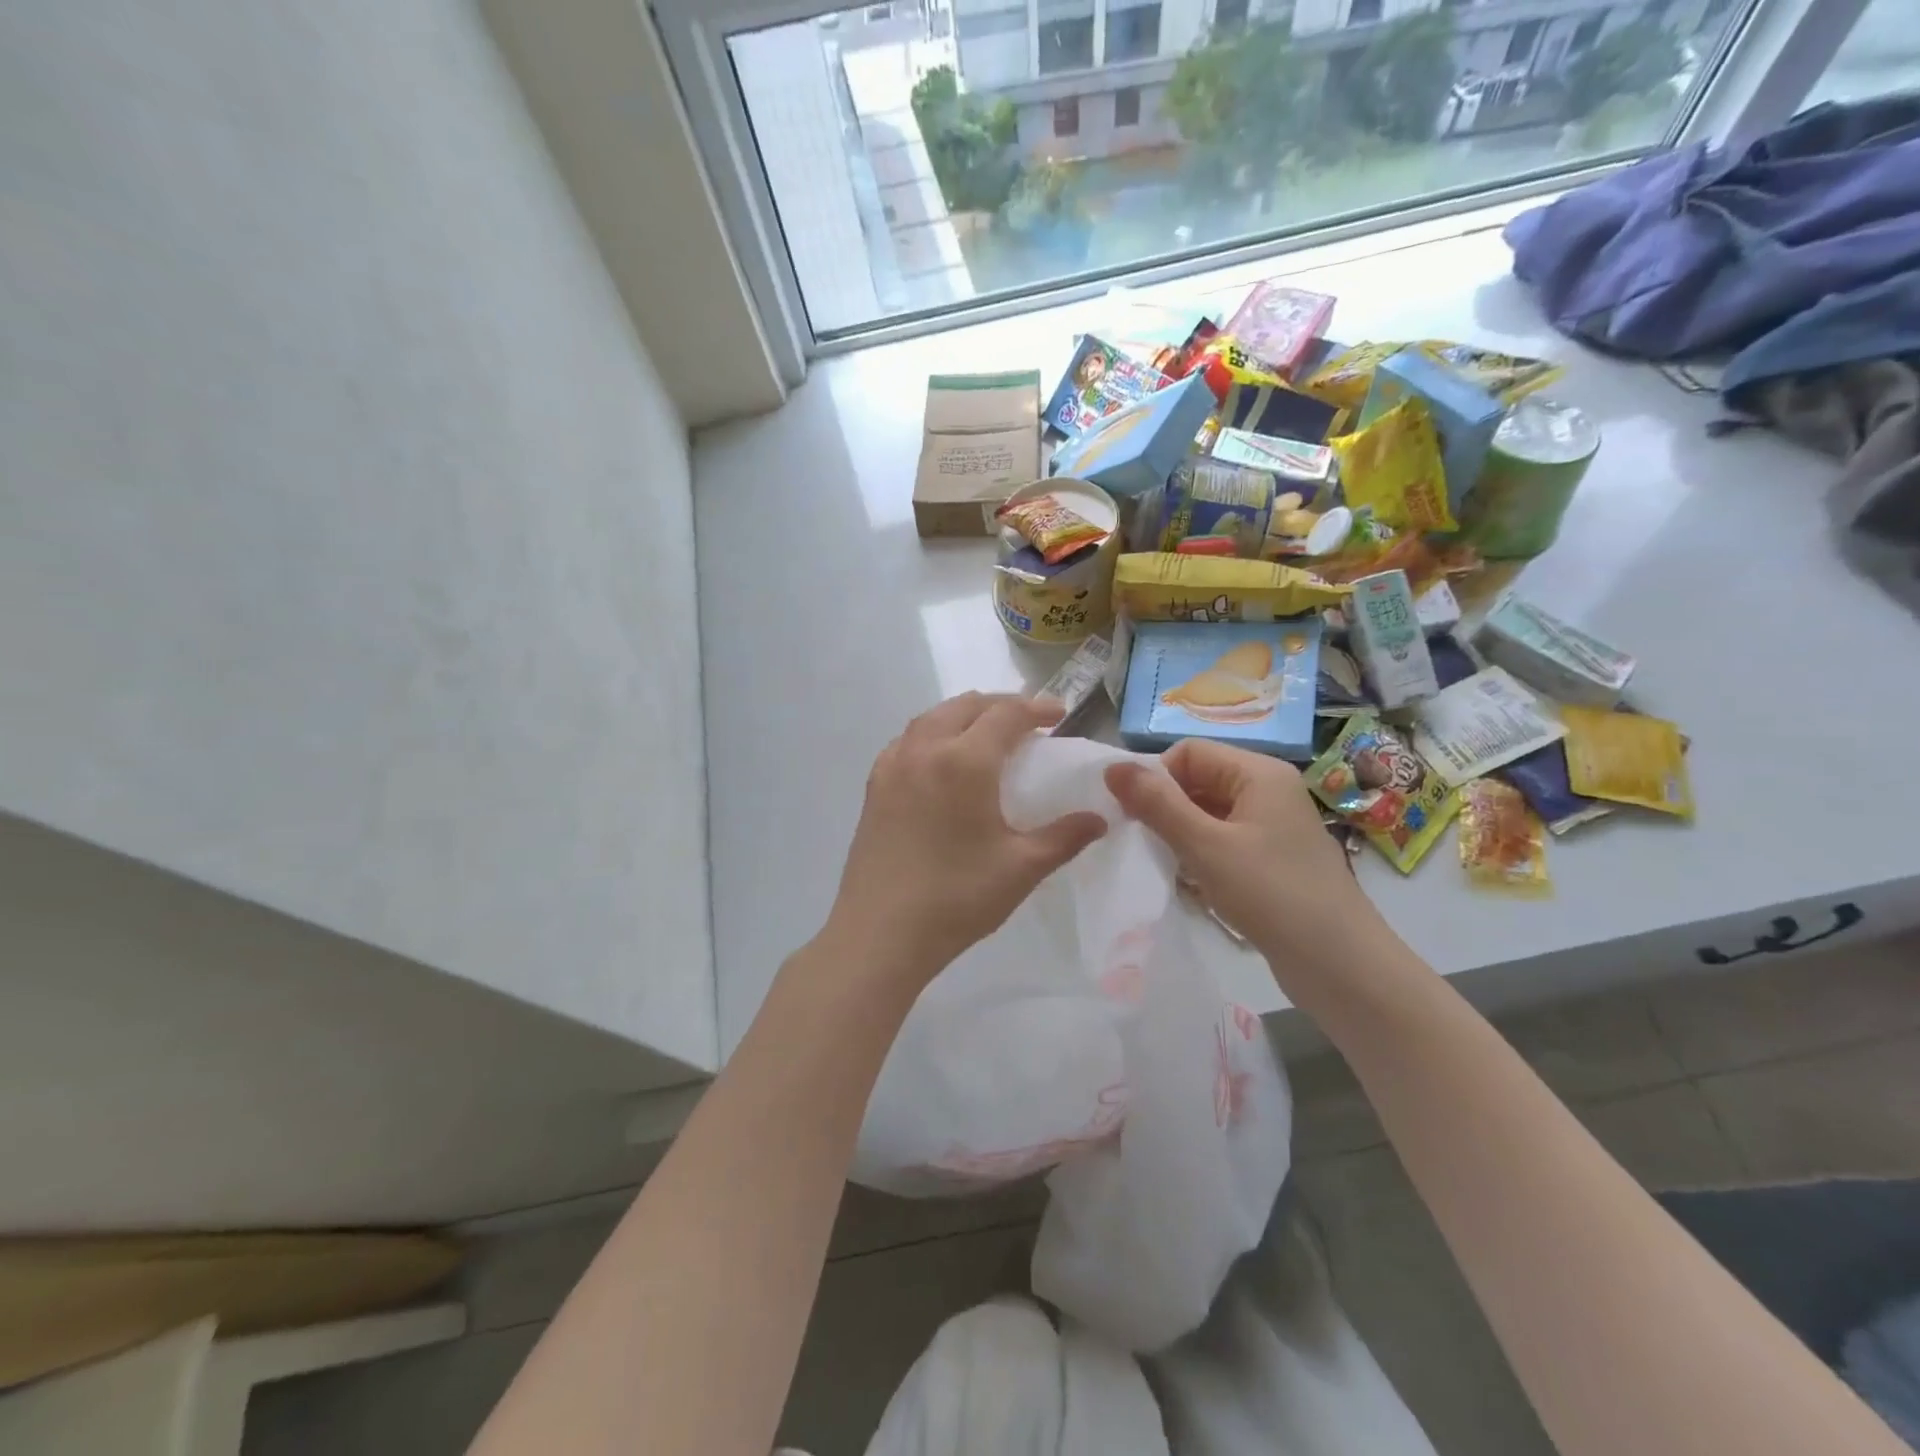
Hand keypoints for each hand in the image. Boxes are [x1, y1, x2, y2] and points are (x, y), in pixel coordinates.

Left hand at [826, 693, 1106, 986]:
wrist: (880, 933)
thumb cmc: (957, 899)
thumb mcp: (1021, 868)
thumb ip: (1064, 837)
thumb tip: (1099, 819)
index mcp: (964, 761)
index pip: (1005, 714)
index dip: (1036, 708)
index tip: (1060, 714)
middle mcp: (925, 749)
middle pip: (966, 706)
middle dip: (1000, 705)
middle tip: (1027, 722)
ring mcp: (893, 765)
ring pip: (931, 717)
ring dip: (964, 715)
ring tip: (986, 734)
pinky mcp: (874, 786)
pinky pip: (907, 740)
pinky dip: (932, 733)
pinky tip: (941, 759)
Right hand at [1104, 739, 1378, 978]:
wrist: (1340, 965)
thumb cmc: (1271, 894)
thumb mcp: (1205, 846)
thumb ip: (1157, 804)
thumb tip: (1112, 767)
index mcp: (1259, 773)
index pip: (1189, 752)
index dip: (1156, 776)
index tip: (1131, 814)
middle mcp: (1268, 790)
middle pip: (1199, 780)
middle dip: (1165, 806)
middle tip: (1142, 841)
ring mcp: (1272, 826)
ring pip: (1208, 813)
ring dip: (1180, 833)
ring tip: (1165, 864)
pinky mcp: (1272, 859)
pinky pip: (1223, 840)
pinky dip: (1200, 854)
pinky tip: (1189, 882)